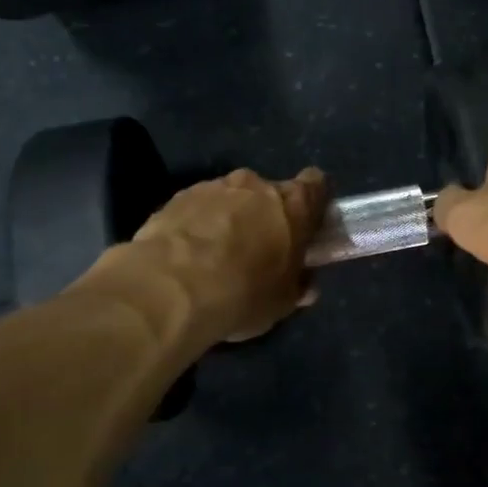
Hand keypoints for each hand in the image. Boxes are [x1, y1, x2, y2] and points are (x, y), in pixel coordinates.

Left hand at [105, 167, 327, 341]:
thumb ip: (297, 286)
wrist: (171, 288)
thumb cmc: (244, 292)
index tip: (307, 224)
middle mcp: (256, 185)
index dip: (314, 202)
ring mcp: (213, 187)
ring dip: (229, 219)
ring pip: (230, 198)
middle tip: (259, 249)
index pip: (317, 184)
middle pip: (269, 192)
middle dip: (266, 214)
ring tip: (215, 257)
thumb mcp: (281, 302)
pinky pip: (197, 208)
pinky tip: (187, 258)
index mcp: (293, 204)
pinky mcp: (176, 198)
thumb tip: (305, 285)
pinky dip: (197, 225)